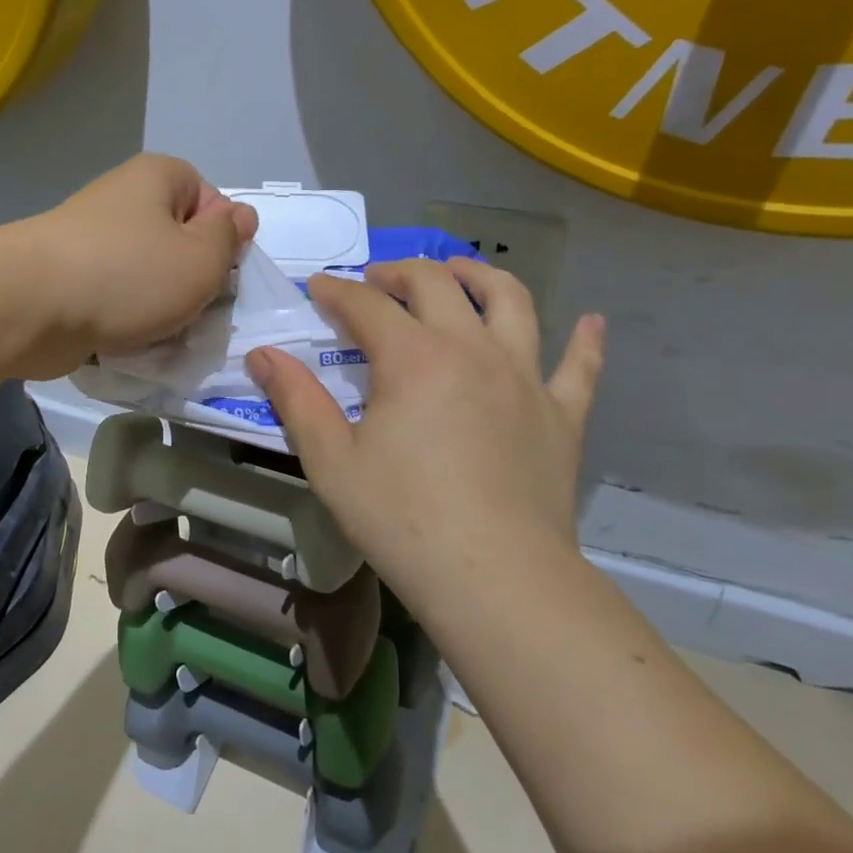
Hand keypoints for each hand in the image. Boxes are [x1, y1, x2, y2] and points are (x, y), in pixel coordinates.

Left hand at [8, 155, 256, 379]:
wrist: (29, 307)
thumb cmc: (128, 275)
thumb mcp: (201, 258)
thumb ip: (229, 237)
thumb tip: (240, 216)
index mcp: (158, 178)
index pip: (212, 203)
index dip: (223, 242)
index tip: (218, 275)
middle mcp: (123, 200)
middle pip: (179, 242)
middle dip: (191, 282)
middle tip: (193, 313)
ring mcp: (92, 240)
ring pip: (148, 277)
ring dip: (161, 309)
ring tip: (159, 334)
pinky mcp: (70, 279)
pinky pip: (116, 298)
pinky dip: (126, 321)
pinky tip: (128, 343)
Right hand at [246, 260, 604, 603]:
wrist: (496, 579)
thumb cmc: (401, 518)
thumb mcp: (331, 461)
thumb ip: (296, 400)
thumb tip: (262, 354)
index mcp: (413, 357)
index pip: (367, 304)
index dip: (337, 291)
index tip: (316, 288)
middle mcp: (472, 348)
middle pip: (437, 284)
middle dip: (399, 273)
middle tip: (376, 281)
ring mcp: (525, 377)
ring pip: (512, 300)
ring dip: (480, 276)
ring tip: (459, 272)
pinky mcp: (562, 413)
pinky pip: (580, 366)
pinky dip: (585, 340)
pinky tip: (590, 323)